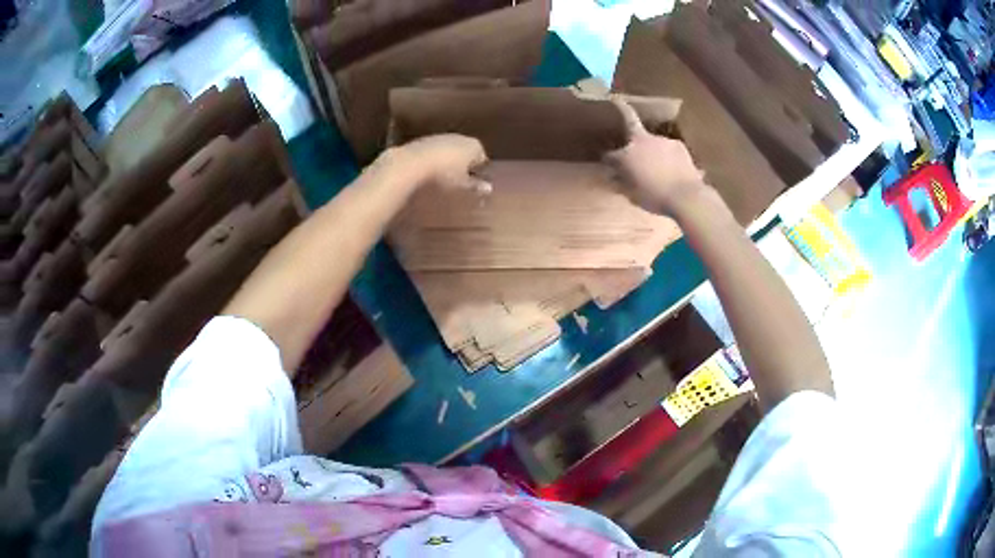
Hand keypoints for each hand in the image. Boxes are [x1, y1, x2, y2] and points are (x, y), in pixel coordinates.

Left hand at [385, 134, 490, 193]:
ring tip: (440, 179)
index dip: (478, 173)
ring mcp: (441, 136)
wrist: (411, 163)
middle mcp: (460, 137)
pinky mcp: (424, 140)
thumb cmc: (444, 175)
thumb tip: (488, 188)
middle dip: (462, 166)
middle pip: (465, 153)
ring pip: (449, 151)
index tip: (471, 185)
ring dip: (447, 163)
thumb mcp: (462, 185)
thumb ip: (476, 186)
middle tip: (457, 183)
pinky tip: (427, 173)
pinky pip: (434, 152)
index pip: (482, 159)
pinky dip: (433, 160)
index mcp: (474, 146)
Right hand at [604, 98, 706, 215]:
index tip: (608, 164)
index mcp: (626, 155)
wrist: (687, 197)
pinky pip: (668, 148)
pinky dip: (667, 155)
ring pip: (652, 142)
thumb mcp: (632, 195)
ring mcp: (661, 140)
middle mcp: (642, 141)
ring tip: (657, 163)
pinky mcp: (678, 145)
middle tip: (619, 101)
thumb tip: (613, 175)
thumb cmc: (655, 199)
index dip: (608, 160)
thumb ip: (621, 182)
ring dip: (651, 148)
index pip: (610, 155)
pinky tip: (673, 168)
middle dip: (624, 114)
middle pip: (631, 129)